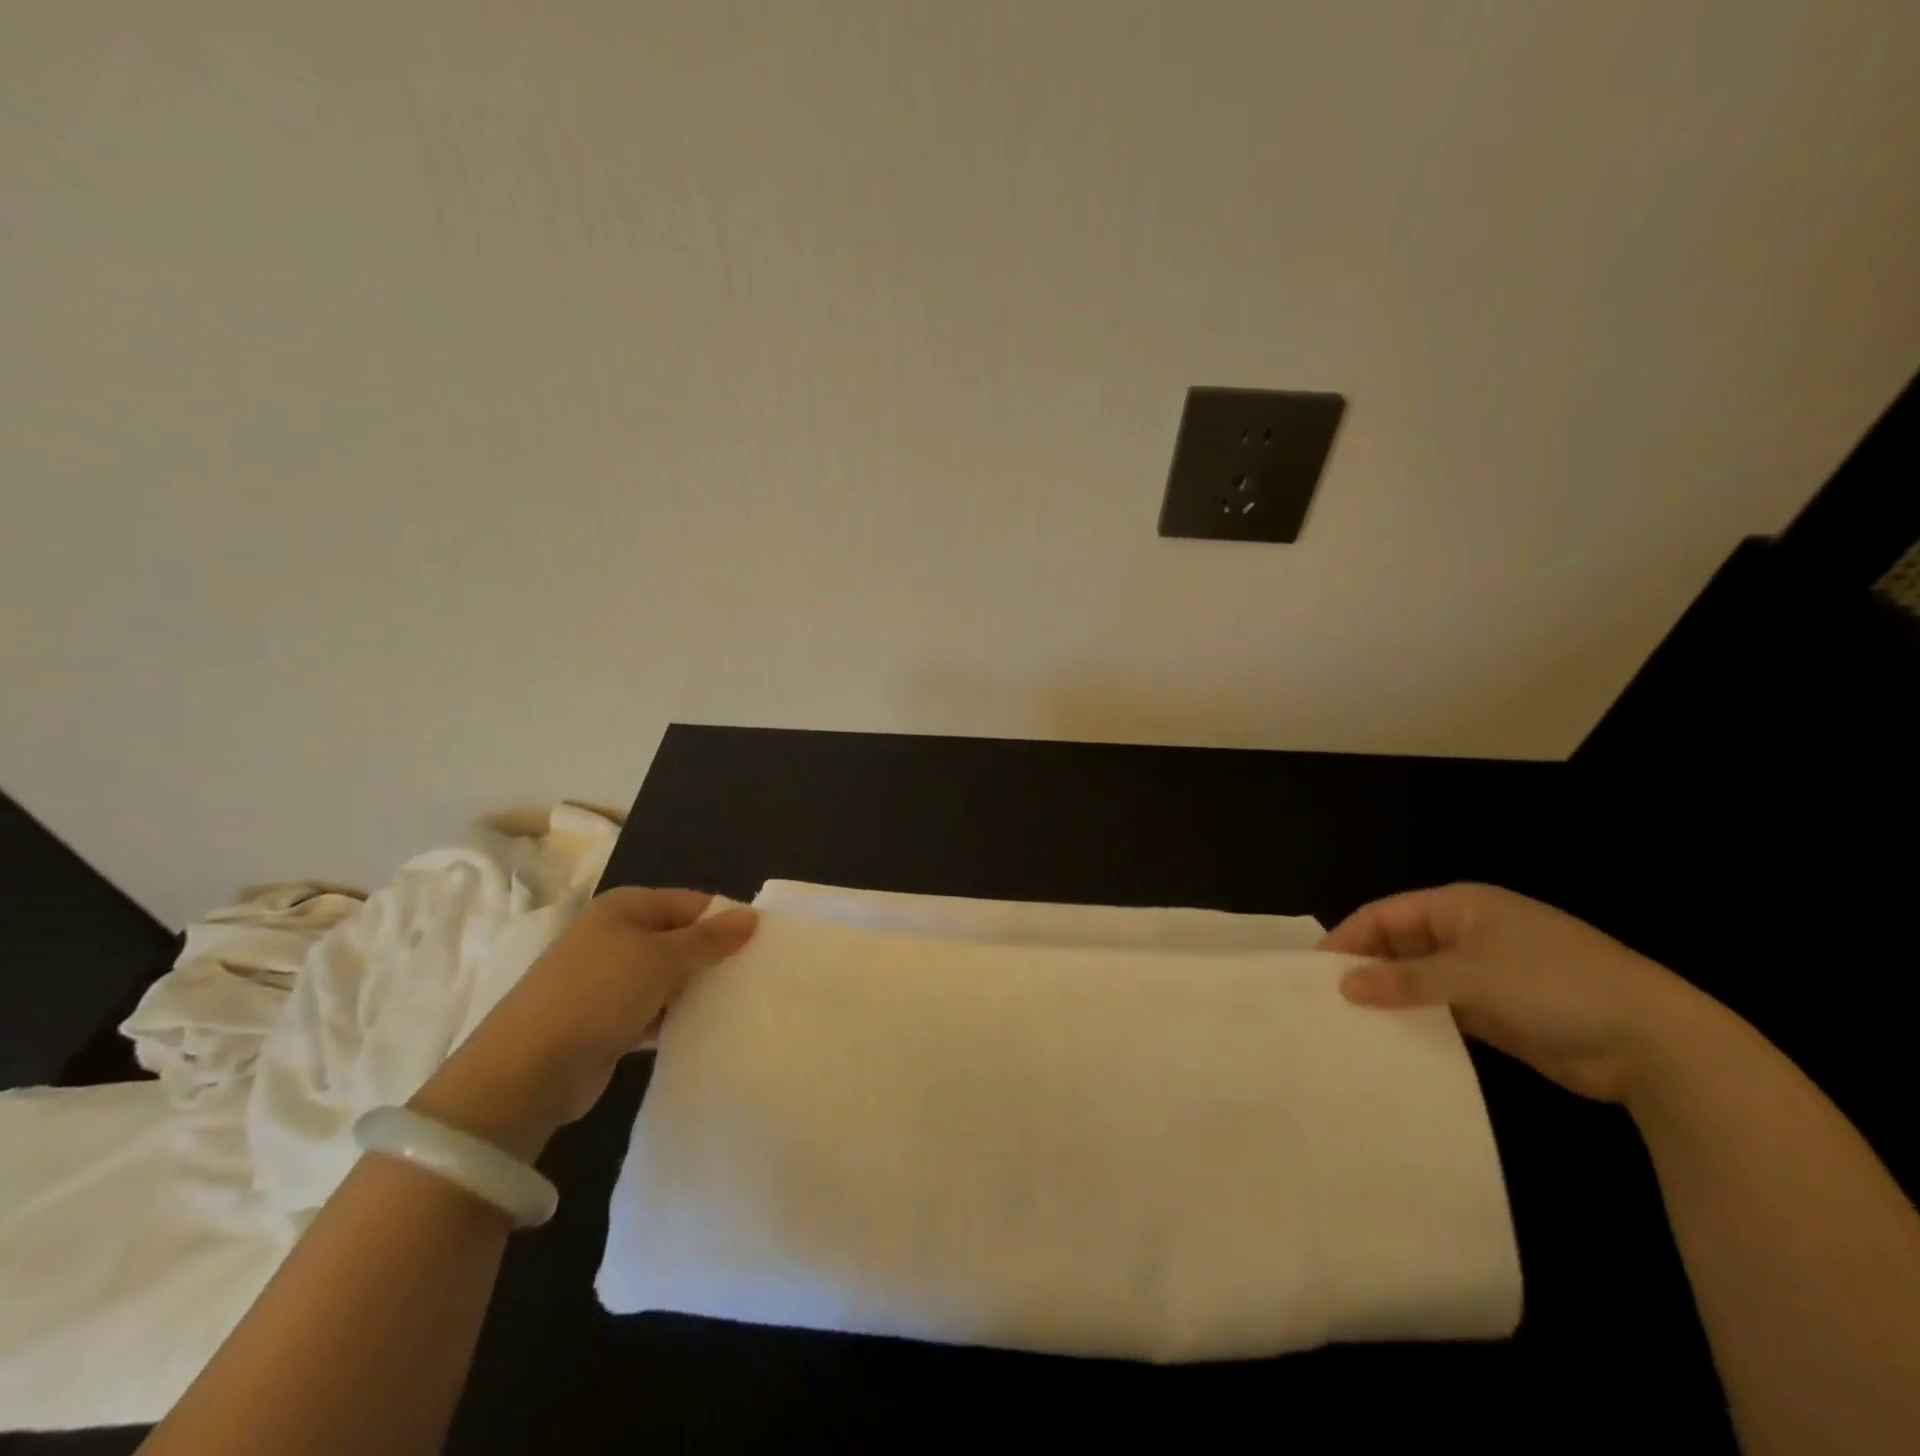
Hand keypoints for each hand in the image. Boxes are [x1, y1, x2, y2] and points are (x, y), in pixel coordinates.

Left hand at [411, 889, 756, 1158]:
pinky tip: (704, 1028)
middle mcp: (615, 936)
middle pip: (679, 938)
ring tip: (738, 1002)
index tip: (762, 944)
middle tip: (755, 975)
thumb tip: (751, 916)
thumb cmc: (599, 994)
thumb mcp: (663, 958)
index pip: (691, 903)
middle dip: (713, 956)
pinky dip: (675, 1016)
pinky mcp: (605, 1020)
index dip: (725, 920)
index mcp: (625, 908)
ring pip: (667, 976)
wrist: (526, 1071)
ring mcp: (607, 980)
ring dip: (695, 989)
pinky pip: (653, 1009)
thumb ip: (710, 939)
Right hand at [1322, 882, 1708, 1104]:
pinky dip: (1422, 1019)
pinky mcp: (1502, 1011)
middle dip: (1367, 968)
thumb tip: (1345, 985)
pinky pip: (1446, 1009)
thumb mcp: (1470, 977)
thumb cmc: (1554, 987)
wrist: (1658, 1045)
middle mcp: (1470, 932)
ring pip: (1421, 979)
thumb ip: (1403, 980)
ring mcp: (1488, 972)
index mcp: (1461, 906)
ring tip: (1353, 1023)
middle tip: (1329, 1000)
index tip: (1315, 970)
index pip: (1386, 914)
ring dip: (1393, 997)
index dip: (1349, 937)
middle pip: (1401, 944)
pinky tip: (1396, 1040)